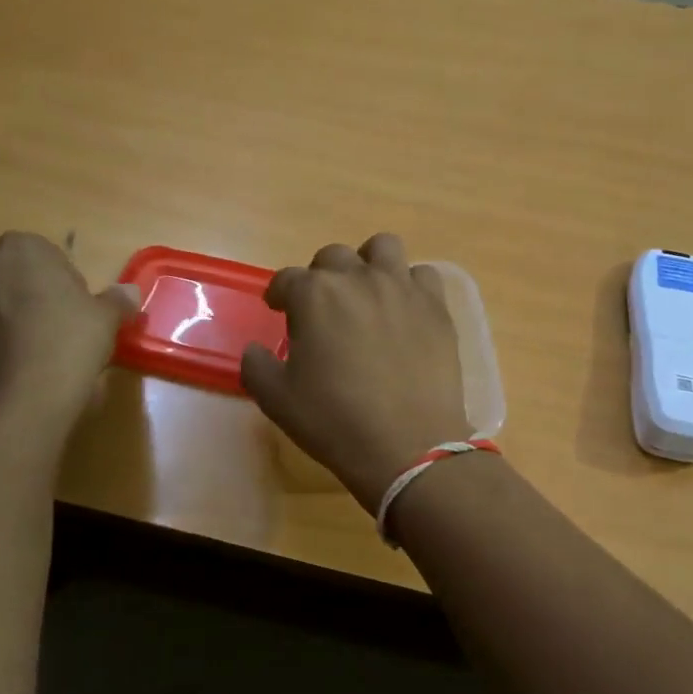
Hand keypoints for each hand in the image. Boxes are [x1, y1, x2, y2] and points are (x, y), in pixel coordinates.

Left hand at [0, 233, 138, 421]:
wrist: (21, 395)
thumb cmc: (69, 342)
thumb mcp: (106, 319)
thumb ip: (117, 300)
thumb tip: (129, 292)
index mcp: (21, 249)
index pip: (44, 257)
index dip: (61, 284)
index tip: (74, 312)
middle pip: (7, 277)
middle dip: (24, 298)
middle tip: (51, 333)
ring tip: (24, 356)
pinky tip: (1, 371)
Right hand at [242, 234, 471, 512]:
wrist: (407, 445)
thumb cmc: (334, 421)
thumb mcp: (276, 400)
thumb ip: (256, 366)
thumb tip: (256, 350)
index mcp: (315, 296)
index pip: (287, 279)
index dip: (279, 293)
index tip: (278, 308)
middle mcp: (358, 279)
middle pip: (333, 257)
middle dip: (321, 277)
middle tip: (322, 308)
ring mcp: (402, 289)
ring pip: (383, 248)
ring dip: (368, 263)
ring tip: (366, 292)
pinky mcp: (436, 308)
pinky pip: (422, 276)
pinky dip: (410, 285)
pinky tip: (404, 311)